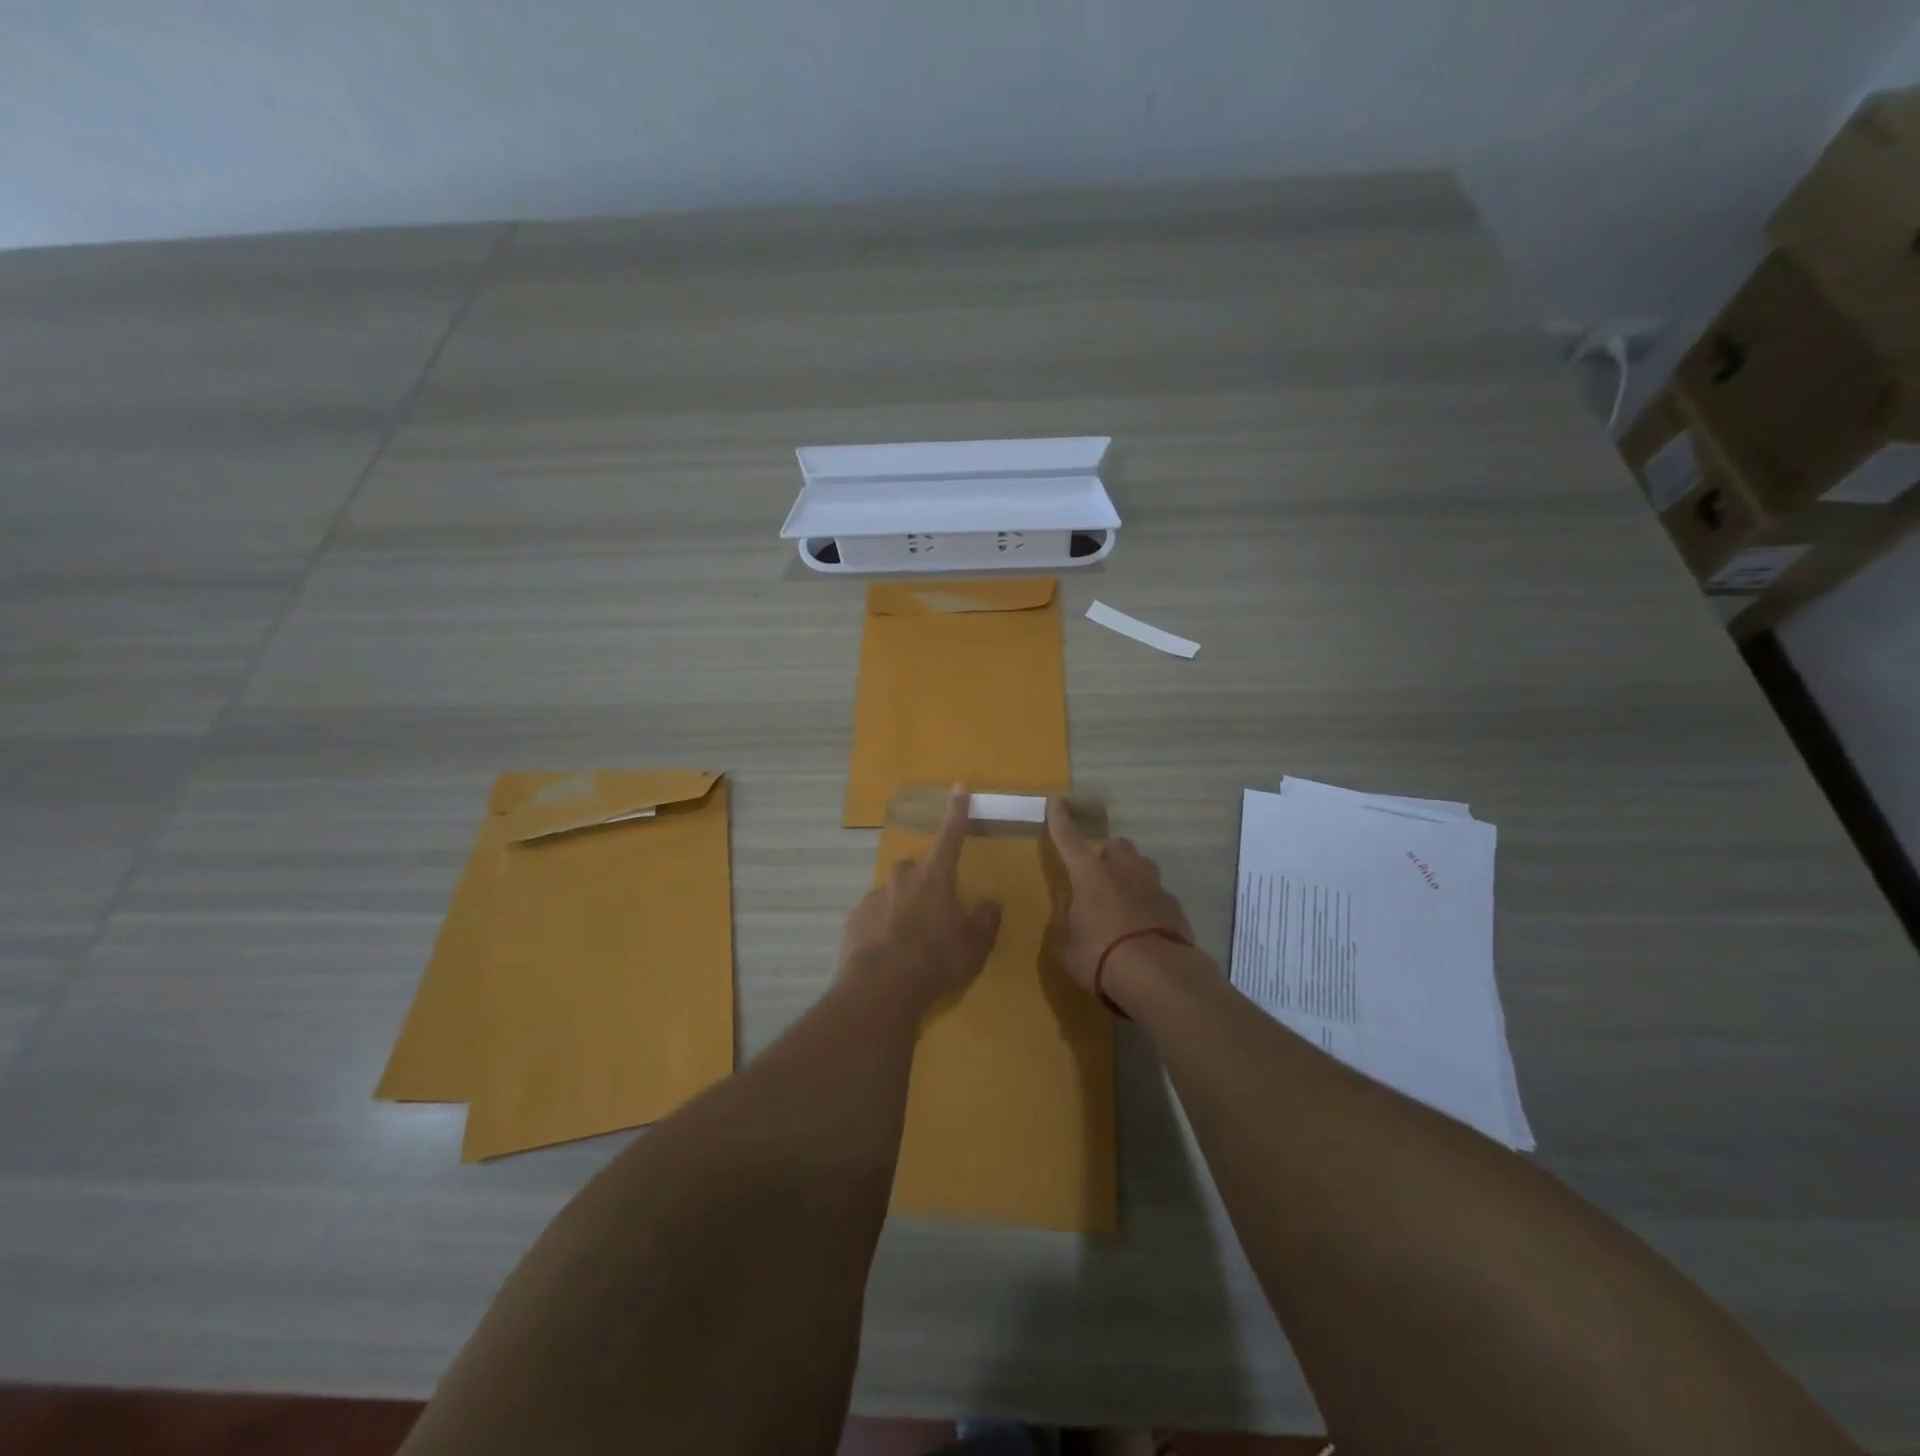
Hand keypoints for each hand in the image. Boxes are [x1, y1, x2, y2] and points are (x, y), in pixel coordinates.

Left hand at [840, 787, 1001, 1014]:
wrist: (882, 987)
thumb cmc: (937, 961)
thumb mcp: (974, 946)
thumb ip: (985, 921)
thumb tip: (991, 904)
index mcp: (935, 877)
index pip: (951, 835)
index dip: (957, 811)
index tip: (958, 787)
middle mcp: (903, 877)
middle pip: (917, 868)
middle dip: (925, 882)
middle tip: (934, 912)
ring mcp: (875, 895)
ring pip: (893, 891)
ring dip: (902, 906)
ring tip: (909, 939)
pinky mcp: (855, 917)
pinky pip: (874, 914)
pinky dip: (881, 925)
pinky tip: (887, 951)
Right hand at [1045, 799, 1193, 994]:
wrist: (1159, 976)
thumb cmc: (1100, 957)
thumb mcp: (1066, 943)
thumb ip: (1065, 915)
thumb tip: (1069, 899)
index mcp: (1089, 873)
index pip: (1068, 838)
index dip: (1060, 820)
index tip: (1055, 801)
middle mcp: (1122, 869)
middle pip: (1114, 845)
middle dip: (1104, 852)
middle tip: (1095, 874)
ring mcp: (1152, 884)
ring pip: (1139, 864)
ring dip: (1128, 872)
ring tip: (1120, 897)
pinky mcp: (1174, 904)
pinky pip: (1155, 891)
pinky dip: (1145, 899)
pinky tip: (1141, 922)